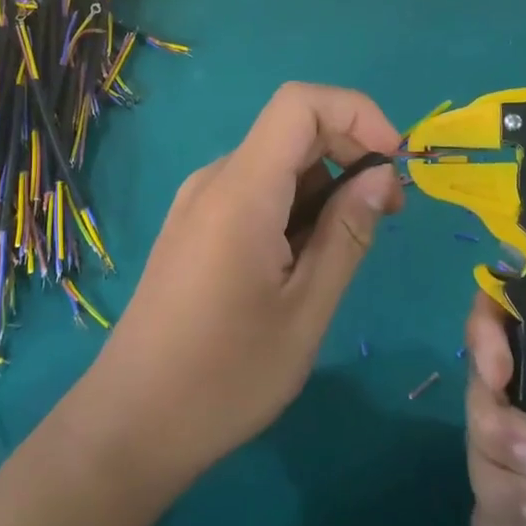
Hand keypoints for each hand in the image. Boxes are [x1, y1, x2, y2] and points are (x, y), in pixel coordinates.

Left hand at [83, 83, 403, 484]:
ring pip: (276, 164)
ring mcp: (199, 202)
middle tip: (387, 215)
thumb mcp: (306, 310)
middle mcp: (215, 180)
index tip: (394, 163)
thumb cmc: (225, 376)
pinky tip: (303, 263)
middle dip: (350, 154)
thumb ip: (348, 233)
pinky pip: (255, 192)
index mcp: (240, 190)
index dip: (357, 114)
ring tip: (344, 253)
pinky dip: (294, 207)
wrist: (131, 423)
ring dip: (324, 188)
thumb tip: (382, 175)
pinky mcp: (194, 226)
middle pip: (291, 130)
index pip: (300, 103)